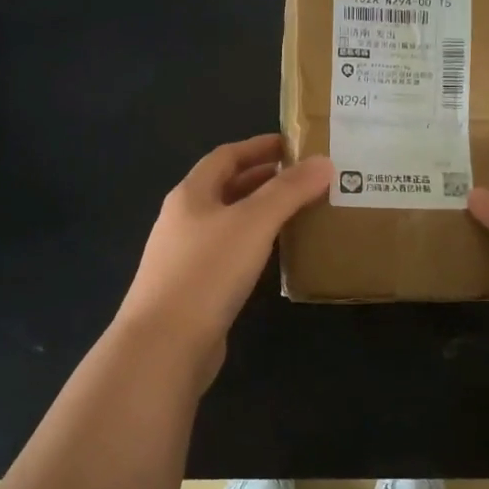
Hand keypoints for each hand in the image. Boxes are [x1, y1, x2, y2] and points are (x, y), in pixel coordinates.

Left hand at [112, 135, 332, 387]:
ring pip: (229, 222)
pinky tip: (277, 254)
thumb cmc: (207, 271)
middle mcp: (184, 219)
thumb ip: (289, 191)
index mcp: (191, 194)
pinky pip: (230, 252)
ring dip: (261, 212)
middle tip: (305, 177)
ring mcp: (186, 255)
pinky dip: (255, 244)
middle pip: (226, 187)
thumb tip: (324, 161)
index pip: (226, 156)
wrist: (164, 344)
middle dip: (264, 179)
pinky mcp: (195, 288)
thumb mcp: (253, 222)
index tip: (294, 144)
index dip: (259, 146)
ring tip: (300, 211)